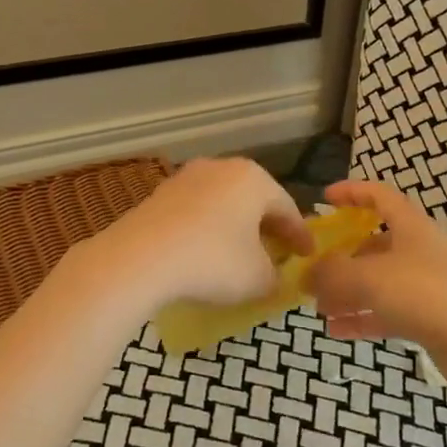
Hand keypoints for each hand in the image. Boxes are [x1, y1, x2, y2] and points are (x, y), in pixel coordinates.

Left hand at [78, 158, 309, 313]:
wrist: (138, 258)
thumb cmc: (212, 261)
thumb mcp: (257, 278)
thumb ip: (274, 277)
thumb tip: (273, 277)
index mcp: (253, 179)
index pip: (287, 208)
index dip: (300, 236)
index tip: (308, 256)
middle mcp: (221, 168)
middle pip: (254, 200)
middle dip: (267, 227)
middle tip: (278, 252)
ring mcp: (185, 178)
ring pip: (222, 204)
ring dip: (235, 228)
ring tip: (240, 254)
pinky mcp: (159, 195)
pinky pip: (195, 213)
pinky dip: (207, 231)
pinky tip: (204, 254)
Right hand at [310, 179, 446, 358]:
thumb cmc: (424, 294)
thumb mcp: (368, 277)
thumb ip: (332, 273)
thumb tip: (307, 274)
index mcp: (411, 227)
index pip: (380, 196)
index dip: (353, 192)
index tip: (325, 199)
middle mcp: (419, 251)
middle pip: (375, 243)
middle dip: (342, 256)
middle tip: (313, 269)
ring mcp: (426, 286)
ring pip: (378, 281)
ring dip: (347, 291)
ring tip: (318, 306)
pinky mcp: (429, 318)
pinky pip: (387, 311)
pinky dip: (362, 317)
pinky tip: (336, 330)